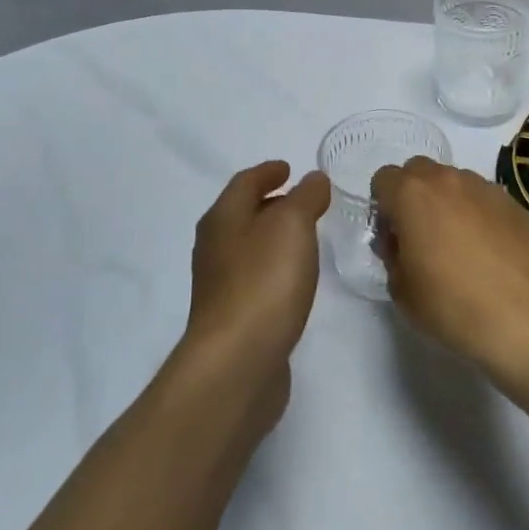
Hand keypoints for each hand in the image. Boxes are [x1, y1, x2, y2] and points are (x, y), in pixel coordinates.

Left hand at [184, 161, 330, 412]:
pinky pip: (256, 278)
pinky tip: (294, 279)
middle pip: (242, 215)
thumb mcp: (291, 225)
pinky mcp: (234, 318)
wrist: (238, 361)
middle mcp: (215, 248)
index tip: (289, 168)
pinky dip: (275, 267)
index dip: (267, 172)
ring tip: (305, 236)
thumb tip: (313, 179)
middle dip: (270, 203)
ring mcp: (221, 285)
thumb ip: (305, 197)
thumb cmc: (264, 282)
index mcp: (223, 219)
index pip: (244, 183)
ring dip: (274, 237)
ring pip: (249, 247)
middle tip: (304, 200)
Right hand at [370, 157, 528, 383]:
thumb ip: (393, 254)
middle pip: (419, 171)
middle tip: (422, 237)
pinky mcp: (515, 205)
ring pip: (455, 182)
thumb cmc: (451, 304)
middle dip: (414, 196)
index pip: (383, 179)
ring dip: (448, 203)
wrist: (523, 318)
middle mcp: (449, 180)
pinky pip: (485, 200)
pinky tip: (489, 252)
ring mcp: (486, 189)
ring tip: (460, 246)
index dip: (383, 208)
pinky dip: (479, 216)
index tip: (393, 238)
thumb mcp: (401, 289)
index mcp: (413, 194)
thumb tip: (402, 242)